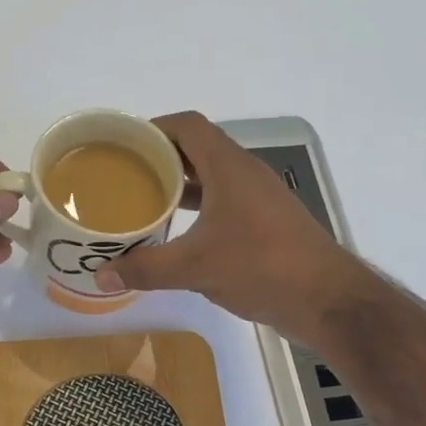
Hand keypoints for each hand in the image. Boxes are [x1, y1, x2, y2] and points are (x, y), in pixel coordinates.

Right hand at [97, 111, 367, 343]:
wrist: (326, 299)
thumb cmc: (262, 267)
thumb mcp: (196, 267)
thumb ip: (146, 268)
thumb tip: (99, 276)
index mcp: (229, 167)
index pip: (188, 126)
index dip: (153, 127)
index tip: (121, 144)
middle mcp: (245, 175)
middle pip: (197, 150)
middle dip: (159, 159)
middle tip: (122, 177)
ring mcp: (258, 201)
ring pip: (211, 180)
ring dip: (178, 187)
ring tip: (142, 203)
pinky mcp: (265, 226)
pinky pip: (222, 205)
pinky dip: (197, 212)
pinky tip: (176, 236)